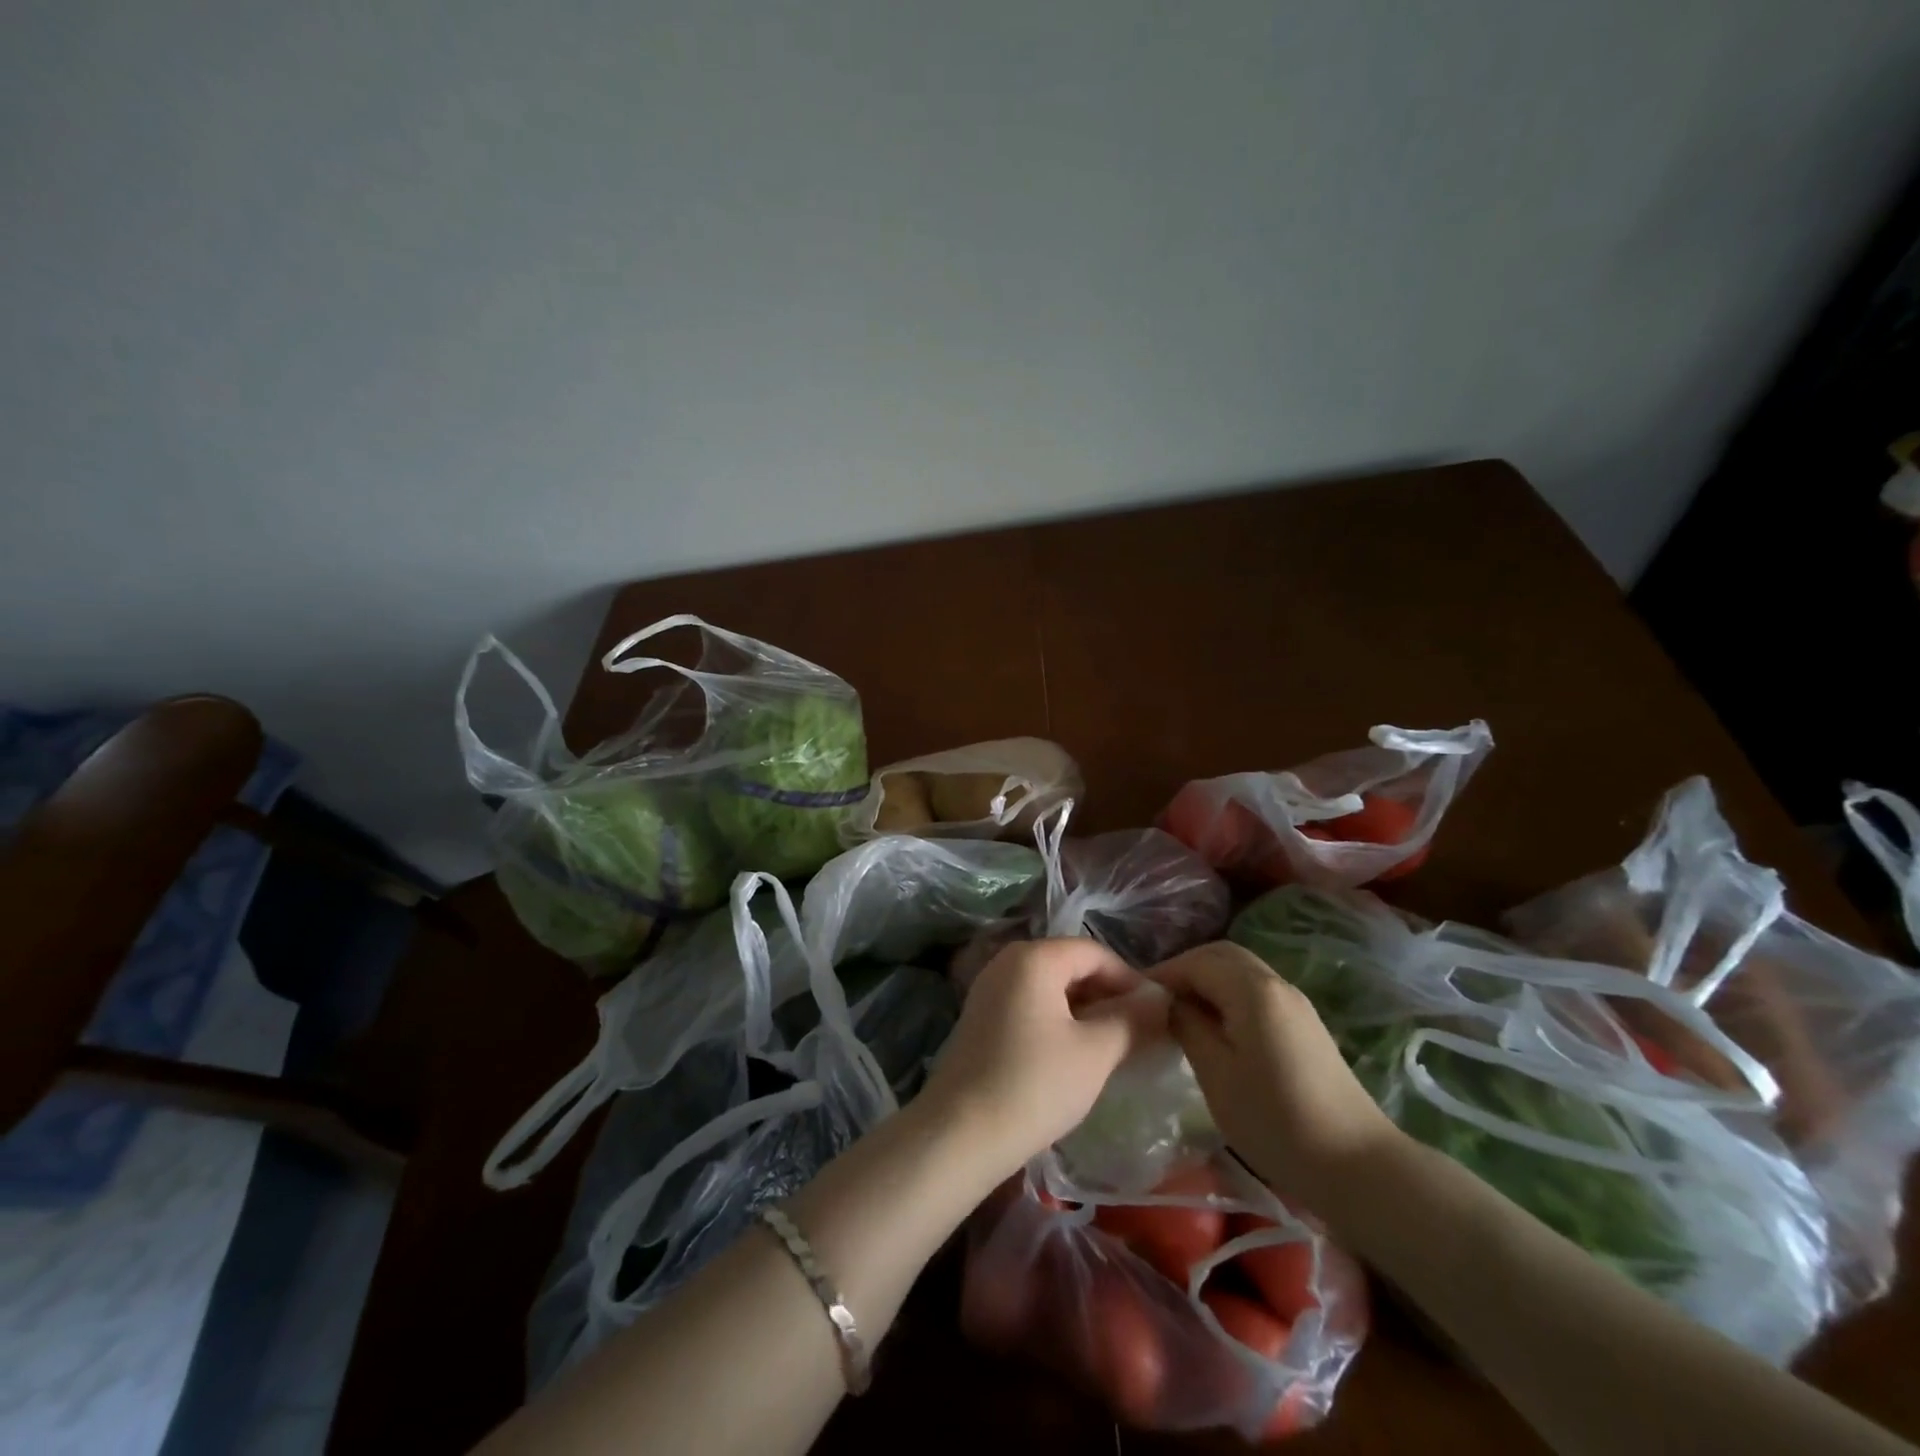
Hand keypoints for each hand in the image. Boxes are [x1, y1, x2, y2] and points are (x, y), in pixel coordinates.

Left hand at [919, 937, 1165, 1179]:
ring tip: (1114, 1047)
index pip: (1094, 952)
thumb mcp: (1095, 1053)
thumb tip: (1162, 999)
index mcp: (1033, 957)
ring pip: (1051, 988)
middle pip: (1070, 966)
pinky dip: (1059, 1022)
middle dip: (1108, 995)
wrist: (959, 1135)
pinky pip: (1031, 1006)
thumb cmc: (1034, 1085)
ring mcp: (989, 990)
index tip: (1158, 1014)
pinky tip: (1075, 1057)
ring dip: (1086, 1011)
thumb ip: (1133, 1020)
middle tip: (1140, 1033)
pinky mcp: (981, 1018)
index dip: (1130, 979)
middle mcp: (1007, 962)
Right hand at [1156, 941, 1399, 1207]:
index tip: (1133, 999)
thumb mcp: (1216, 1074)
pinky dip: (1227, 996)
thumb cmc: (1276, 1121)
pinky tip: (1214, 1029)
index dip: (1162, 974)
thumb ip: (1187, 1026)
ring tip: (1180, 1015)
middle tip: (1155, 1001)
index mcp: (1252, 990)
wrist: (1358, 1166)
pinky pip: (1255, 991)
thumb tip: (1167, 1002)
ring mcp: (1295, 1003)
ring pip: (1240, 971)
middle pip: (1221, 955)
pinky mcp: (1304, 1025)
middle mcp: (1276, 983)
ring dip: (1207, 982)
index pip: (1196, 961)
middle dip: (1184, 970)